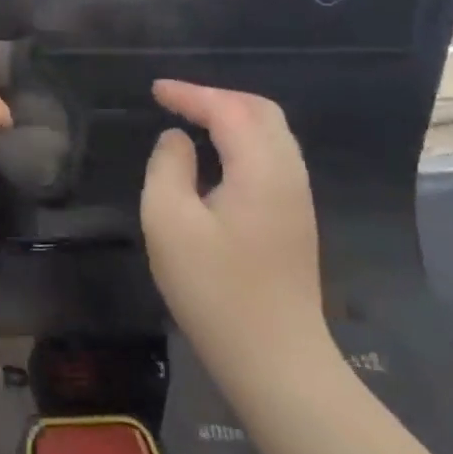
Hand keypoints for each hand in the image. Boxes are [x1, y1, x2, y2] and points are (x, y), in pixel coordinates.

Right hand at [141, 80, 334, 392]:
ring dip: (232, 117)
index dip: (190, 93)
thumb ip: (168, 167)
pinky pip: (271, 157)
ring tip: (192, 120)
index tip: (155, 90)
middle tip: (175, 102)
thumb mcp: (169, 222)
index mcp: (261, 169)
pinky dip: (242, 140)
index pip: (228, 109)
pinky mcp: (294, 220)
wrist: (277, 363)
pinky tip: (216, 157)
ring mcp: (297, 199)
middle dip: (217, 97)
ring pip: (271, 134)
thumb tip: (177, 140)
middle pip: (261, 111)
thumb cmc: (216, 290)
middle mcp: (288, 174)